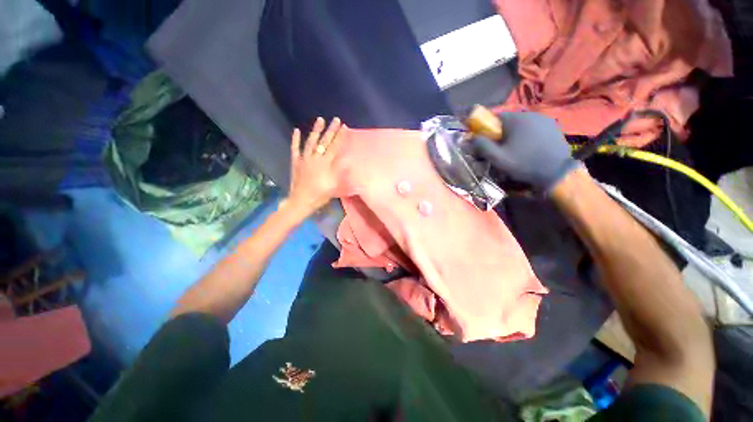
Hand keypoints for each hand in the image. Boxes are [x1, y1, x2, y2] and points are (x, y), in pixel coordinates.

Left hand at [284, 117, 346, 215]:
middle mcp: (315, 158)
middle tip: (335, 119)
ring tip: (320, 119)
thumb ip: (339, 171)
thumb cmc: (320, 195)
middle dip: (331, 130)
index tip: (344, 127)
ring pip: (310, 141)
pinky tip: (297, 130)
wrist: (301, 201)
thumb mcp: (333, 185)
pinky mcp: (296, 162)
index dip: (340, 137)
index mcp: (326, 164)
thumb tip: (346, 160)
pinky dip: (296, 139)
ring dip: (315, 130)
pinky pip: (295, 148)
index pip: (335, 147)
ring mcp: (304, 159)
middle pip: (324, 142)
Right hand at [471, 112, 579, 192]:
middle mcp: (530, 114)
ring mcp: (544, 118)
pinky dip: (528, 135)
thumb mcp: (498, 158)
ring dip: (515, 134)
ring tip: (517, 149)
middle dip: (502, 133)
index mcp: (515, 119)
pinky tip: (530, 147)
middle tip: (502, 149)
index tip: (488, 142)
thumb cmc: (524, 163)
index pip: (495, 117)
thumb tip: (471, 137)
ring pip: (521, 124)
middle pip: (508, 121)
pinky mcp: (553, 125)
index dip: (488, 130)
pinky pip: (534, 127)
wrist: (556, 171)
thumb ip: (483, 146)